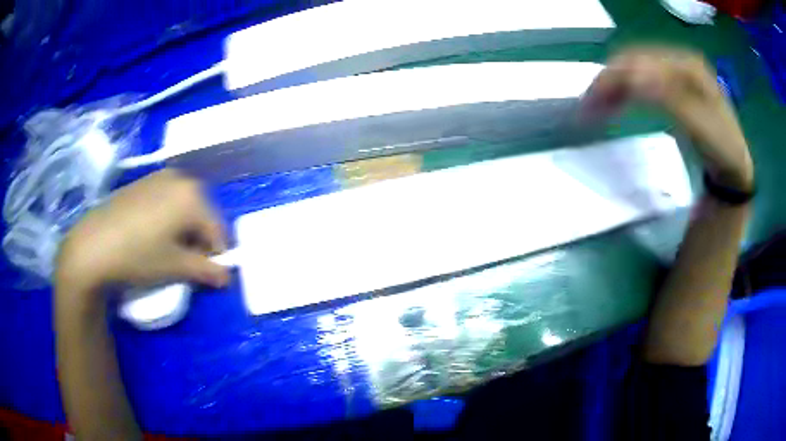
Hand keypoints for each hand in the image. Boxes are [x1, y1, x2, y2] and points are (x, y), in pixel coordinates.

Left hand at [55, 170, 229, 298]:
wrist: (92, 244)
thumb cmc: (138, 256)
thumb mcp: (176, 268)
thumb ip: (207, 271)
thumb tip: (227, 278)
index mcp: (193, 196)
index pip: (218, 230)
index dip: (217, 256)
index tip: (207, 275)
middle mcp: (180, 179)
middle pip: (202, 215)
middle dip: (199, 240)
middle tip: (185, 262)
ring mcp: (159, 177)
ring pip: (184, 206)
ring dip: (183, 229)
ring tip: (166, 250)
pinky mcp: (142, 182)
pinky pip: (166, 200)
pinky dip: (168, 218)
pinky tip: (150, 235)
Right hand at [584, 46, 753, 191]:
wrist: (735, 166)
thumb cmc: (721, 149)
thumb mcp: (700, 127)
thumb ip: (668, 99)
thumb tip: (632, 79)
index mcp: (686, 64)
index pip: (640, 61)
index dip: (613, 79)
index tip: (590, 105)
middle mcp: (678, 60)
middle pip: (633, 61)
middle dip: (608, 82)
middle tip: (587, 108)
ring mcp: (677, 72)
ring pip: (635, 69)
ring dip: (613, 86)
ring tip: (595, 107)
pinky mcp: (674, 86)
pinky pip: (643, 80)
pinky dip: (625, 91)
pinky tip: (616, 103)